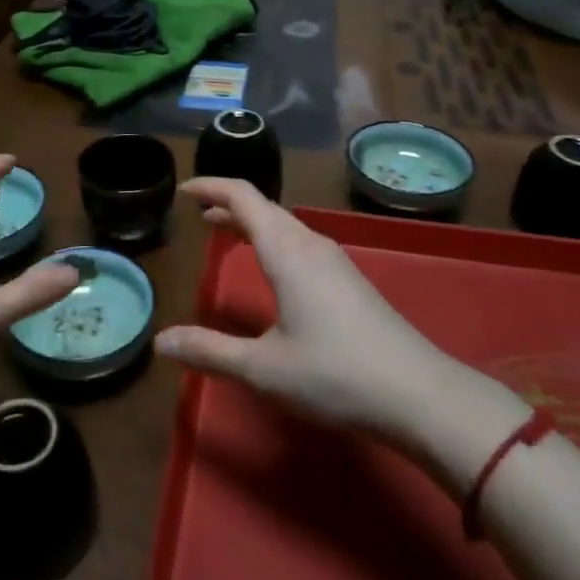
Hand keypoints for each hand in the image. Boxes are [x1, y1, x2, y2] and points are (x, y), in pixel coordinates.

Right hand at [155, 178, 456, 446]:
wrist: (418, 394)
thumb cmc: (334, 374)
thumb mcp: (262, 368)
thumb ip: (210, 351)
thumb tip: (160, 341)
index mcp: (286, 250)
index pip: (243, 196)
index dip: (211, 186)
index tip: (184, 191)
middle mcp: (310, 243)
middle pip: (264, 207)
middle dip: (228, 204)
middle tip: (199, 214)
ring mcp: (335, 260)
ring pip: (285, 224)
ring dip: (252, 221)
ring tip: (227, 232)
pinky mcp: (350, 279)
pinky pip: (300, 241)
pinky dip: (273, 238)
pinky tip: (272, 267)